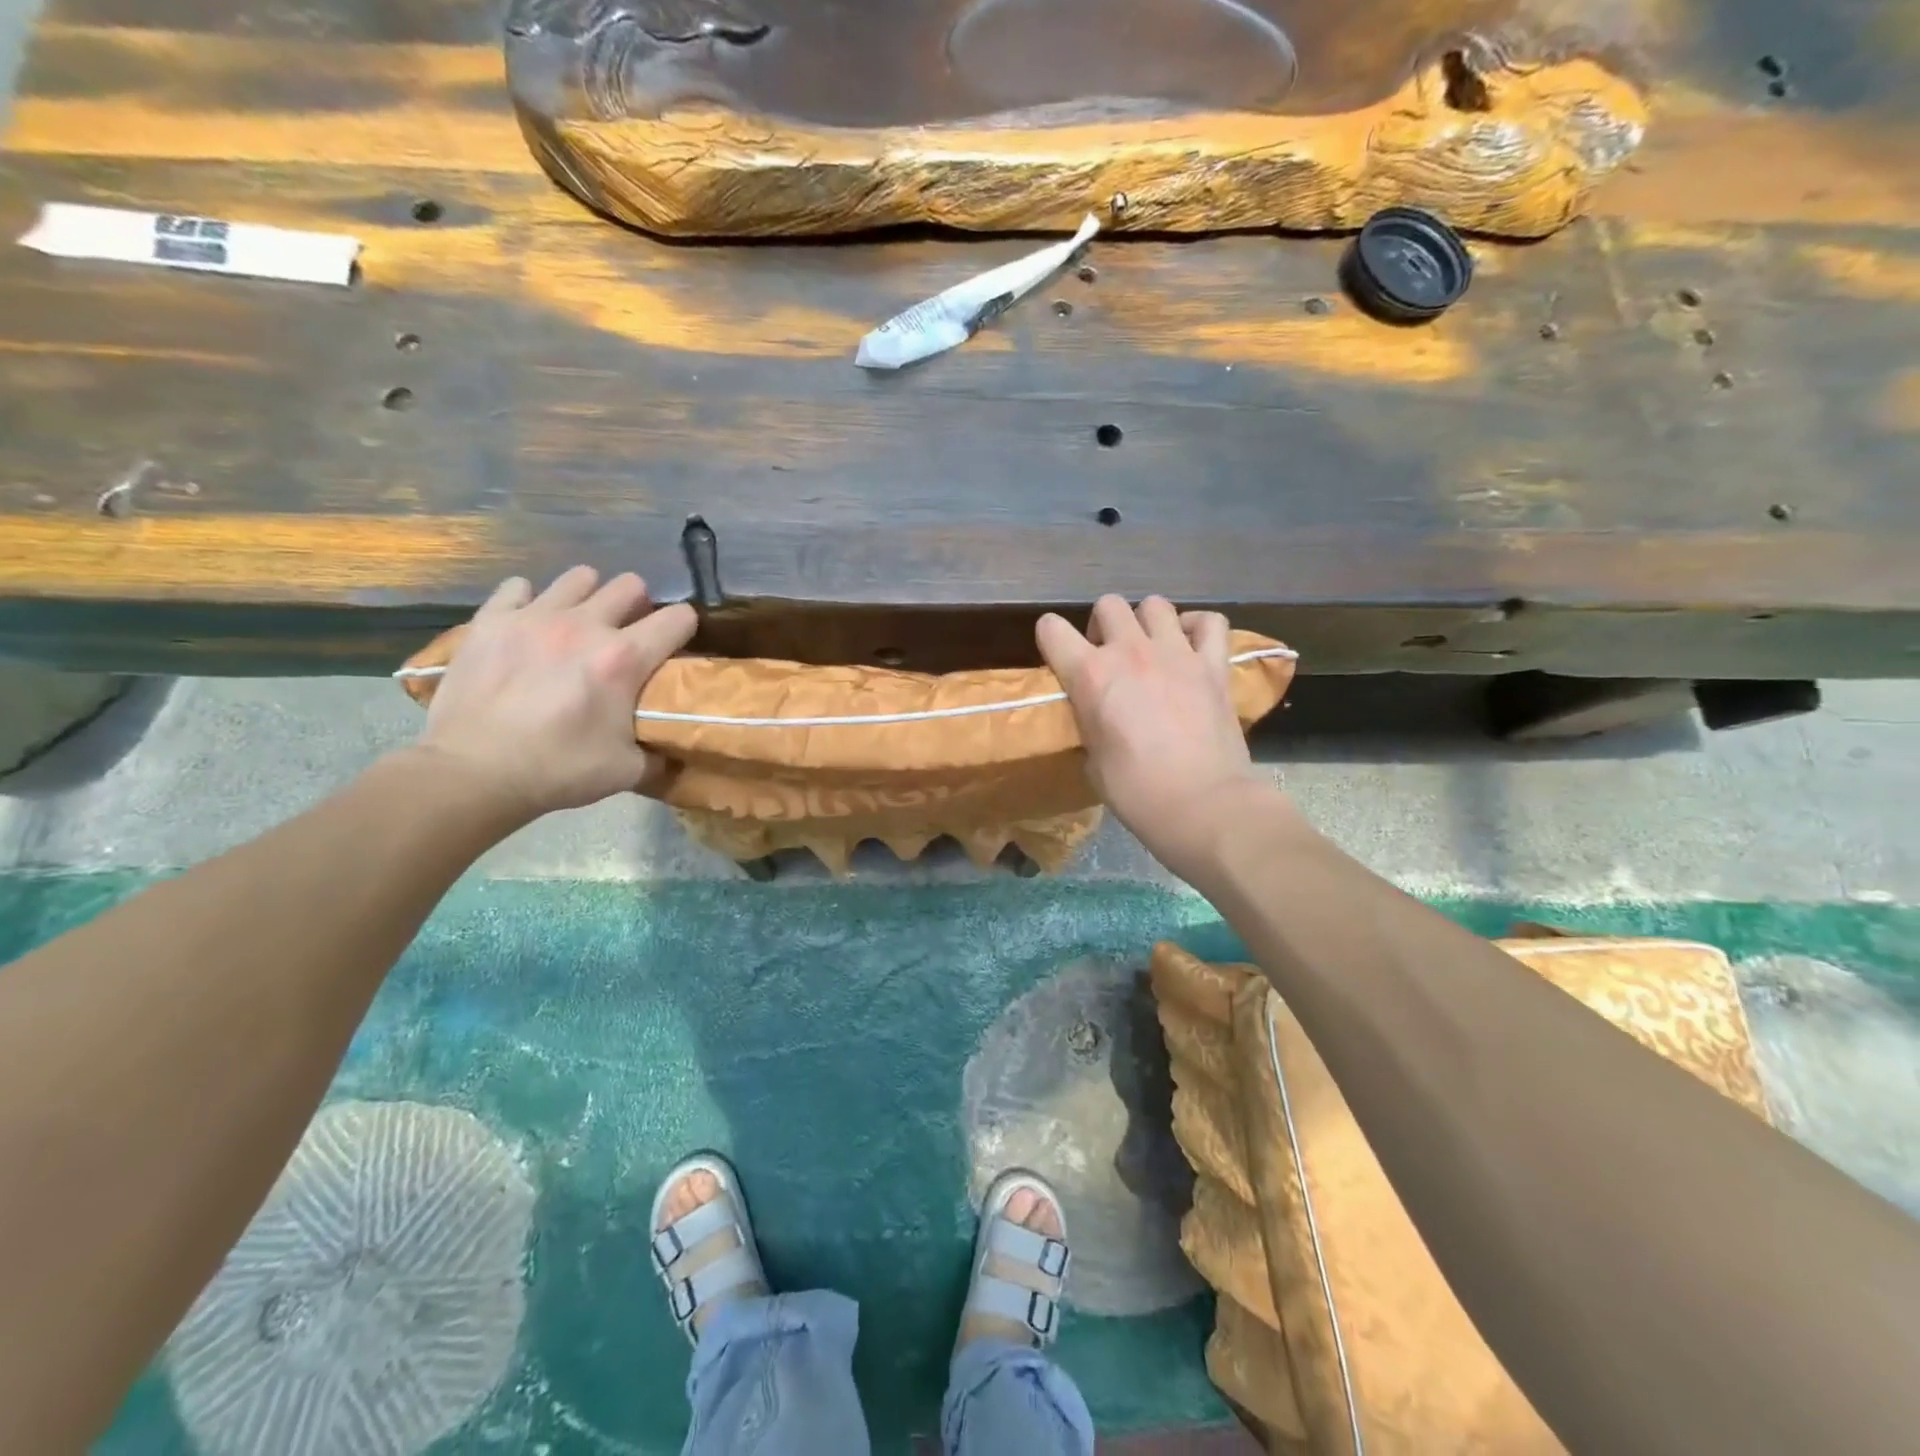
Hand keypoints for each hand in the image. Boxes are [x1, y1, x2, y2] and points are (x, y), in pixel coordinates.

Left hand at [415, 566, 696, 822]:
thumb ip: (659, 755)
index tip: (677, 645)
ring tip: (580, 623)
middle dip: (638, 606)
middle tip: (627, 634)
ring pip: (580, 577)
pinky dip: (530, 601)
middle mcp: (585, 625)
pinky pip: (518, 587)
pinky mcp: (491, 619)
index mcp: (624, 659)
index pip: (678, 619)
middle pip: (631, 585)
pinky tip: (529, 624)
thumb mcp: (626, 771)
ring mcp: (534, 616)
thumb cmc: (557, 770)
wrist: (473, 772)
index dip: (685, 629)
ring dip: (589, 597)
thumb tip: (675, 751)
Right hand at [1037, 595, 1273, 881]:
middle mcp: (1130, 651)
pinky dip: (1197, 627)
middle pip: (1108, 605)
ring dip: (1146, 622)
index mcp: (1090, 675)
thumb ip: (1090, 722)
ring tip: (1150, 648)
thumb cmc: (1136, 792)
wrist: (1202, 804)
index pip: (1051, 629)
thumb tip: (1097, 715)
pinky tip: (1191, 645)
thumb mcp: (1091, 759)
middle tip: (1109, 655)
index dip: (1051, 640)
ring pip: (1155, 605)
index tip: (1060, 658)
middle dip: (1103, 625)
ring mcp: (1177, 653)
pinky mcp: (1214, 665)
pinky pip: (1209, 622)